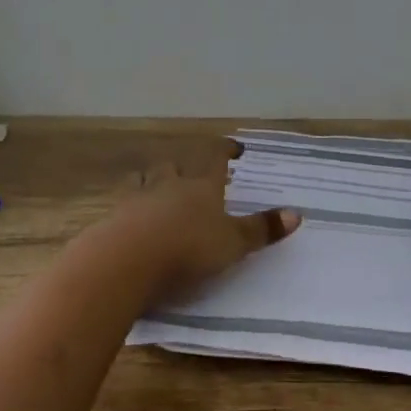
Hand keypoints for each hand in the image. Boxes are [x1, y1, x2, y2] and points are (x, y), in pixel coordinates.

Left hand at [95, 142, 301, 299]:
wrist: (126, 262)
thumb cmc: (188, 249)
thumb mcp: (233, 244)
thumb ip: (261, 230)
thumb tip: (297, 214)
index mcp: (201, 187)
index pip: (214, 159)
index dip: (224, 151)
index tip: (233, 148)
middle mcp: (168, 186)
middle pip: (175, 166)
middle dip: (184, 166)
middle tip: (191, 170)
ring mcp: (136, 200)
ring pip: (144, 179)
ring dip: (151, 180)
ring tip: (155, 185)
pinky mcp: (112, 220)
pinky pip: (122, 205)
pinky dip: (129, 207)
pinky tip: (130, 217)